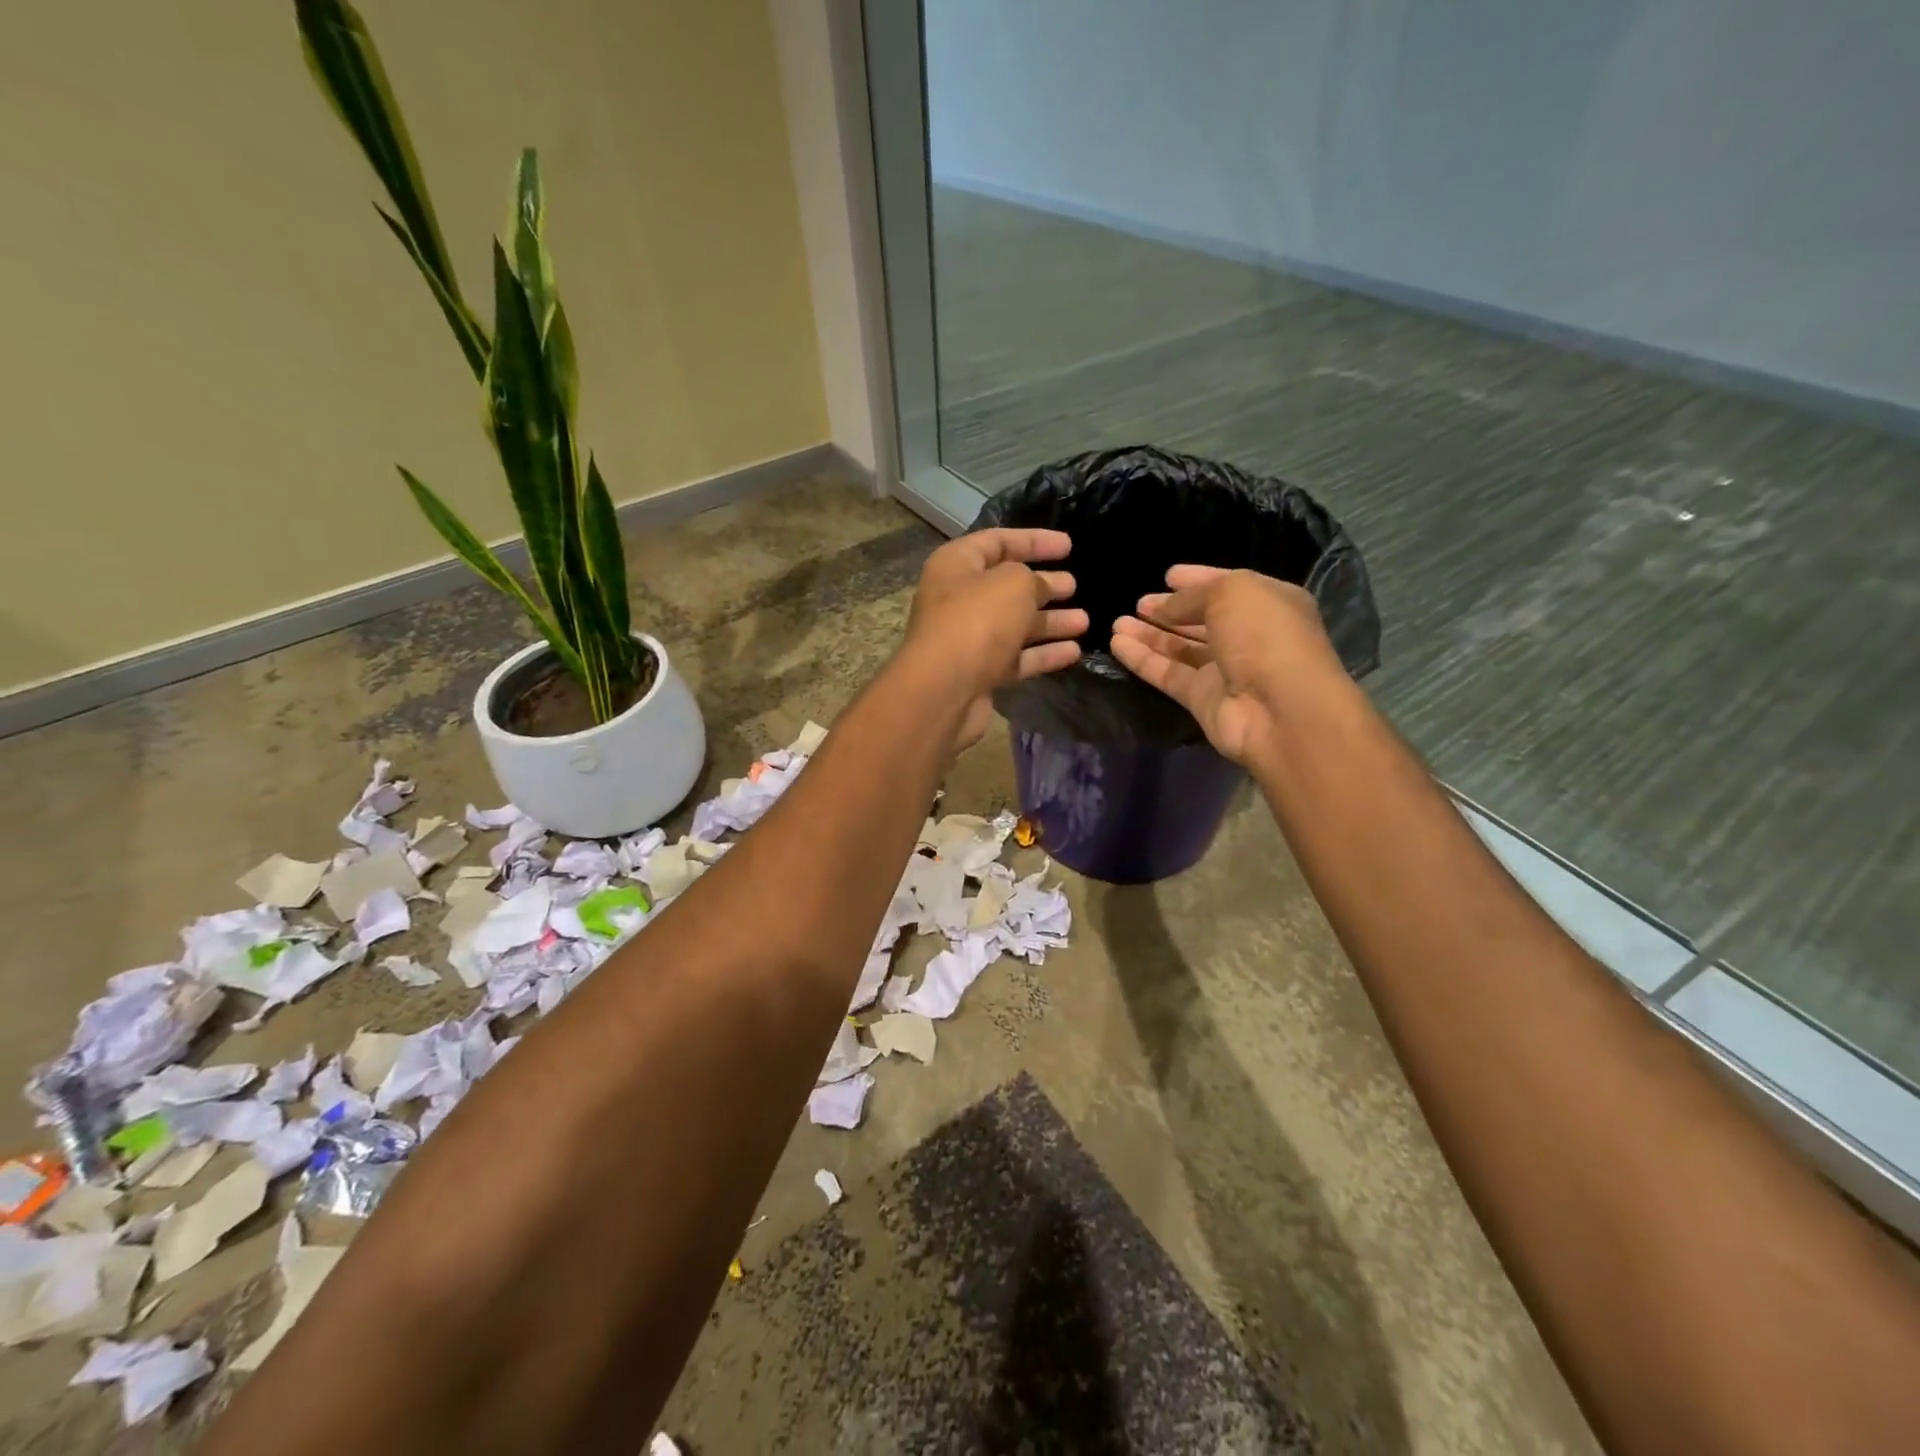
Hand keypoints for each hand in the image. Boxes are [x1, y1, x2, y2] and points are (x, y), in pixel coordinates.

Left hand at [902, 528, 1087, 749]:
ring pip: (1016, 624)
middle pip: (1008, 586)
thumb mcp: (1013, 583)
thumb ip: (1034, 578)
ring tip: (1085, 621)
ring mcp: (969, 638)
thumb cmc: (977, 621)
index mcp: (956, 565)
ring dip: (1050, 621)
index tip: (1069, 545)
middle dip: (1044, 585)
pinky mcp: (980, 672)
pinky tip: (1074, 652)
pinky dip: (1044, 653)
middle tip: (1075, 585)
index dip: (1034, 540)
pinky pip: (1017, 657)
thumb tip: (1042, 587)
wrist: (943, 690)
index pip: (997, 542)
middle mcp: (959, 599)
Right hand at [1110, 566, 1336, 766]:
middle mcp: (1248, 636)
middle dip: (1170, 610)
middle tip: (1139, 603)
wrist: (1280, 709)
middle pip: (1202, 620)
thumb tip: (1164, 606)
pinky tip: (1118, 644)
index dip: (1197, 579)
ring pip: (1181, 648)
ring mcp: (1225, 671)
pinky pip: (1168, 674)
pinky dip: (1144, 659)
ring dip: (1150, 634)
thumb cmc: (1264, 636)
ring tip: (1117, 622)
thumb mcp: (1231, 593)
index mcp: (1268, 603)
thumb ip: (1192, 595)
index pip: (1227, 586)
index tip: (1167, 576)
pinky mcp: (1203, 699)